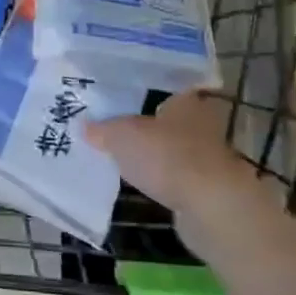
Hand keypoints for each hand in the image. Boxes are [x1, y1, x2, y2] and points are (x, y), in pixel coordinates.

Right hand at [88, 92, 287, 255]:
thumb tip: (86, 127)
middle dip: (143, 127)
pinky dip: (161, 178)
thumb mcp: (121, 136)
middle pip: (166, 120)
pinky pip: (175, 175)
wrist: (210, 205)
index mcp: (185, 100)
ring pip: (171, 148)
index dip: (138, 94)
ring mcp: (207, 156)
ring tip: (122, 158)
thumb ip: (103, 129)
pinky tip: (141, 183)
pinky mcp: (207, 186)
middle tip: (112, 131)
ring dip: (153, 155)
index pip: (161, 89)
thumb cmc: (166, 156)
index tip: (116, 103)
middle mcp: (201, 122)